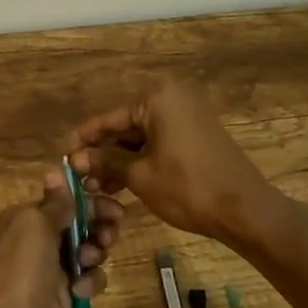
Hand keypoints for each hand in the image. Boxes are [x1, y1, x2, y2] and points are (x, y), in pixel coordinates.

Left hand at [0, 170, 123, 307]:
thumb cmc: (22, 267)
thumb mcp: (36, 224)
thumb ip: (55, 202)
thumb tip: (57, 170)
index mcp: (27, 217)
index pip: (64, 200)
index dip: (88, 199)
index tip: (112, 203)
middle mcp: (39, 239)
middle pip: (80, 223)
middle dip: (98, 224)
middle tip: (111, 230)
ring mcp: (53, 268)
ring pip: (89, 249)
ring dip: (95, 250)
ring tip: (90, 258)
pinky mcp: (67, 294)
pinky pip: (89, 278)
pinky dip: (90, 281)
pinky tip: (81, 289)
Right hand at [66, 80, 275, 241]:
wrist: (246, 211)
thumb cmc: (188, 188)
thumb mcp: (140, 175)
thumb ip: (106, 161)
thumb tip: (75, 159)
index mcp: (156, 97)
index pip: (109, 118)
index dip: (83, 138)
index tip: (61, 152)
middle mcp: (171, 97)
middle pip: (125, 125)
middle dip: (102, 152)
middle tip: (78, 175)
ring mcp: (187, 114)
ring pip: (142, 136)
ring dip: (120, 159)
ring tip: (96, 185)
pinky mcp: (197, 133)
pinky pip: (159, 141)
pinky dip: (141, 159)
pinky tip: (121, 182)